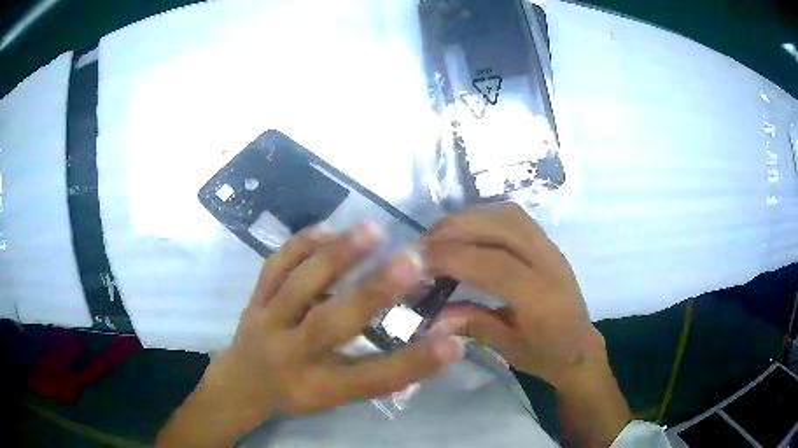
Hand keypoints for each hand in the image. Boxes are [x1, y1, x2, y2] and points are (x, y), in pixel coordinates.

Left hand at [157, 225, 462, 446]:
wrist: (240, 383)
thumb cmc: (295, 393)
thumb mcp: (336, 397)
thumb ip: (378, 375)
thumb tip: (432, 349)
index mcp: (317, 386)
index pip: (372, 378)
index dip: (414, 363)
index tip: (453, 343)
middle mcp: (290, 354)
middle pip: (329, 324)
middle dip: (372, 292)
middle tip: (411, 261)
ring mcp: (266, 321)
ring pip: (297, 284)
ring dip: (335, 255)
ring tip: (371, 230)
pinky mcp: (254, 298)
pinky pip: (274, 265)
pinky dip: (301, 244)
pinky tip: (328, 229)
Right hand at [422, 203, 630, 446]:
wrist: (580, 347)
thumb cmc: (546, 355)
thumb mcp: (507, 347)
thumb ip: (472, 324)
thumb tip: (431, 315)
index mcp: (541, 298)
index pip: (493, 264)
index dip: (451, 257)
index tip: (416, 261)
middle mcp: (549, 264)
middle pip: (501, 227)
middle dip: (455, 229)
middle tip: (423, 245)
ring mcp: (551, 249)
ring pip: (507, 215)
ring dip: (469, 219)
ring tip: (441, 236)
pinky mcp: (548, 244)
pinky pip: (514, 218)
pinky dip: (485, 217)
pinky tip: (467, 233)